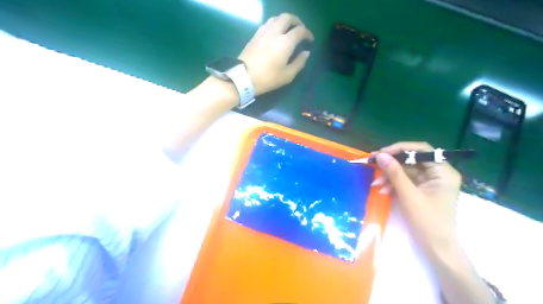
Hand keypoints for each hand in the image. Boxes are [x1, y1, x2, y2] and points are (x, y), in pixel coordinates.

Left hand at [238, 12, 313, 94]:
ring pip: (276, 18)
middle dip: (296, 21)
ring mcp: (263, 32)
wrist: (244, 77)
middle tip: (300, 29)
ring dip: (285, 21)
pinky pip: (267, 23)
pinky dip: (275, 24)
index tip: (310, 40)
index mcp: (285, 42)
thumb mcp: (287, 75)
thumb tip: (306, 53)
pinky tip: (275, 33)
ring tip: (288, 30)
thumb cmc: (268, 78)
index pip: (300, 30)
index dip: (307, 33)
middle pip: (287, 18)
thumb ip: (299, 63)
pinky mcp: (255, 35)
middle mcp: (275, 32)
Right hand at [369, 141, 461, 254]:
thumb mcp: (408, 195)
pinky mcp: (422, 190)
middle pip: (411, 160)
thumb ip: (394, 173)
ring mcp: (430, 182)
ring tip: (376, 184)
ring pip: (406, 171)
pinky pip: (405, 181)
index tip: (381, 153)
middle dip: (391, 165)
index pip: (421, 150)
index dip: (400, 149)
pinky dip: (393, 184)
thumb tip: (380, 155)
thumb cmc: (427, 221)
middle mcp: (438, 173)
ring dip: (389, 176)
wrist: (436, 247)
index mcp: (443, 171)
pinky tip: (383, 190)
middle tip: (372, 163)